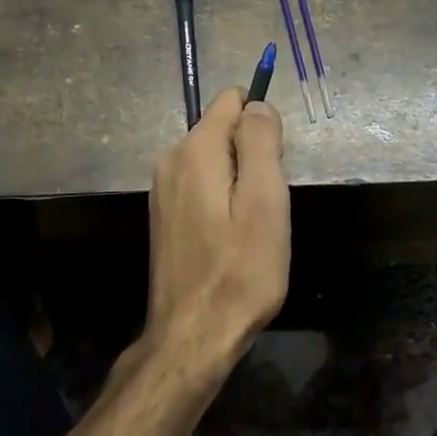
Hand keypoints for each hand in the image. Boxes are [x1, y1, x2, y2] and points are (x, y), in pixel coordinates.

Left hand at [144, 88, 289, 377]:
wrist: (193, 336)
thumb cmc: (240, 271)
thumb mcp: (265, 202)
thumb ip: (261, 143)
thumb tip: (257, 104)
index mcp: (195, 150)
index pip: (232, 100)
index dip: (262, 123)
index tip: (273, 167)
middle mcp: (171, 160)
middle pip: (223, 129)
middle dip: (252, 155)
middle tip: (266, 206)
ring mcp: (163, 189)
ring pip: (215, 159)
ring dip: (239, 181)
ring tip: (250, 227)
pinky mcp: (165, 215)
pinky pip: (202, 185)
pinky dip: (222, 200)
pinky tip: (230, 239)